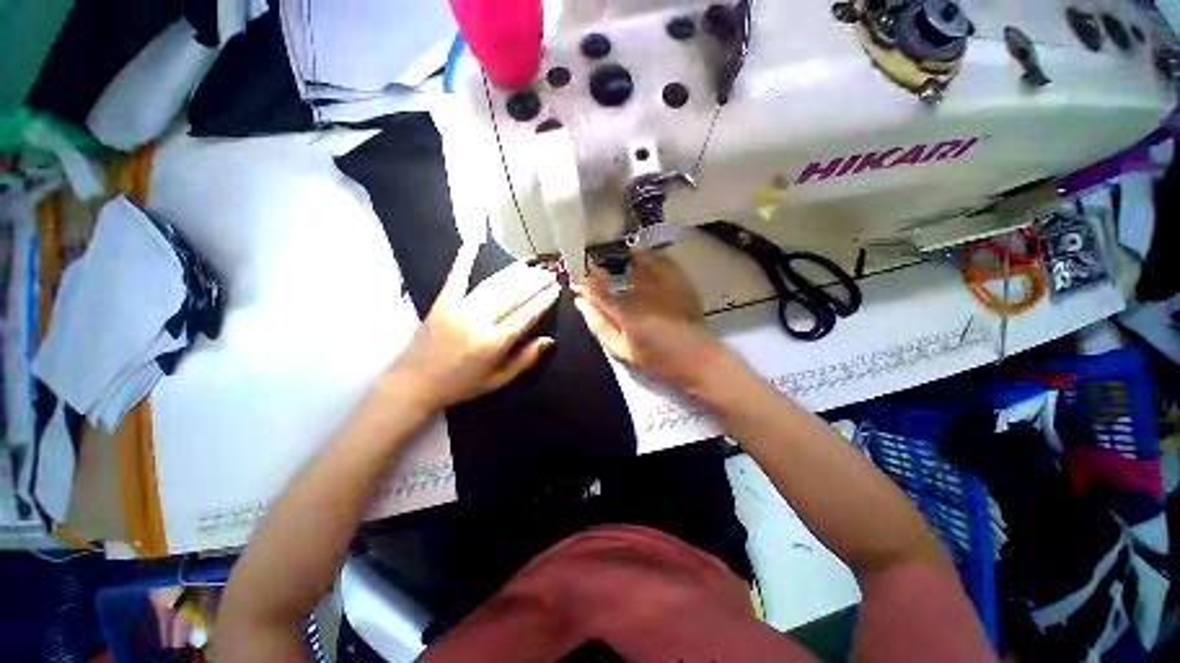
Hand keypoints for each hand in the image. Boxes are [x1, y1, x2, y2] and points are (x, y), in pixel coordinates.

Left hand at [389, 244, 559, 411]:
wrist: (414, 383)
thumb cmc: (461, 385)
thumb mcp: (498, 380)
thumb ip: (525, 360)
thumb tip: (550, 341)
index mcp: (494, 343)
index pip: (527, 316)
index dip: (544, 301)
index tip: (557, 289)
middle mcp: (479, 321)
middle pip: (513, 296)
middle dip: (535, 283)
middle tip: (550, 273)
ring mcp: (459, 308)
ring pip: (494, 285)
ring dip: (514, 273)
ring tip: (530, 266)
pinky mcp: (442, 302)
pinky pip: (457, 277)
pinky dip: (465, 259)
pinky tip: (474, 242)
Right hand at [573, 251, 725, 387]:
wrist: (697, 357)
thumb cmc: (657, 359)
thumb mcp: (622, 350)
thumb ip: (600, 326)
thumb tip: (580, 303)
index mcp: (626, 312)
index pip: (598, 289)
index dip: (585, 280)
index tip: (577, 275)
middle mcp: (642, 292)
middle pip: (615, 271)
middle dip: (603, 269)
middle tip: (596, 270)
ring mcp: (662, 283)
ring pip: (637, 261)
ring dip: (624, 261)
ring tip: (618, 264)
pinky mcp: (679, 280)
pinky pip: (660, 260)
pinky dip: (649, 257)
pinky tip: (642, 258)